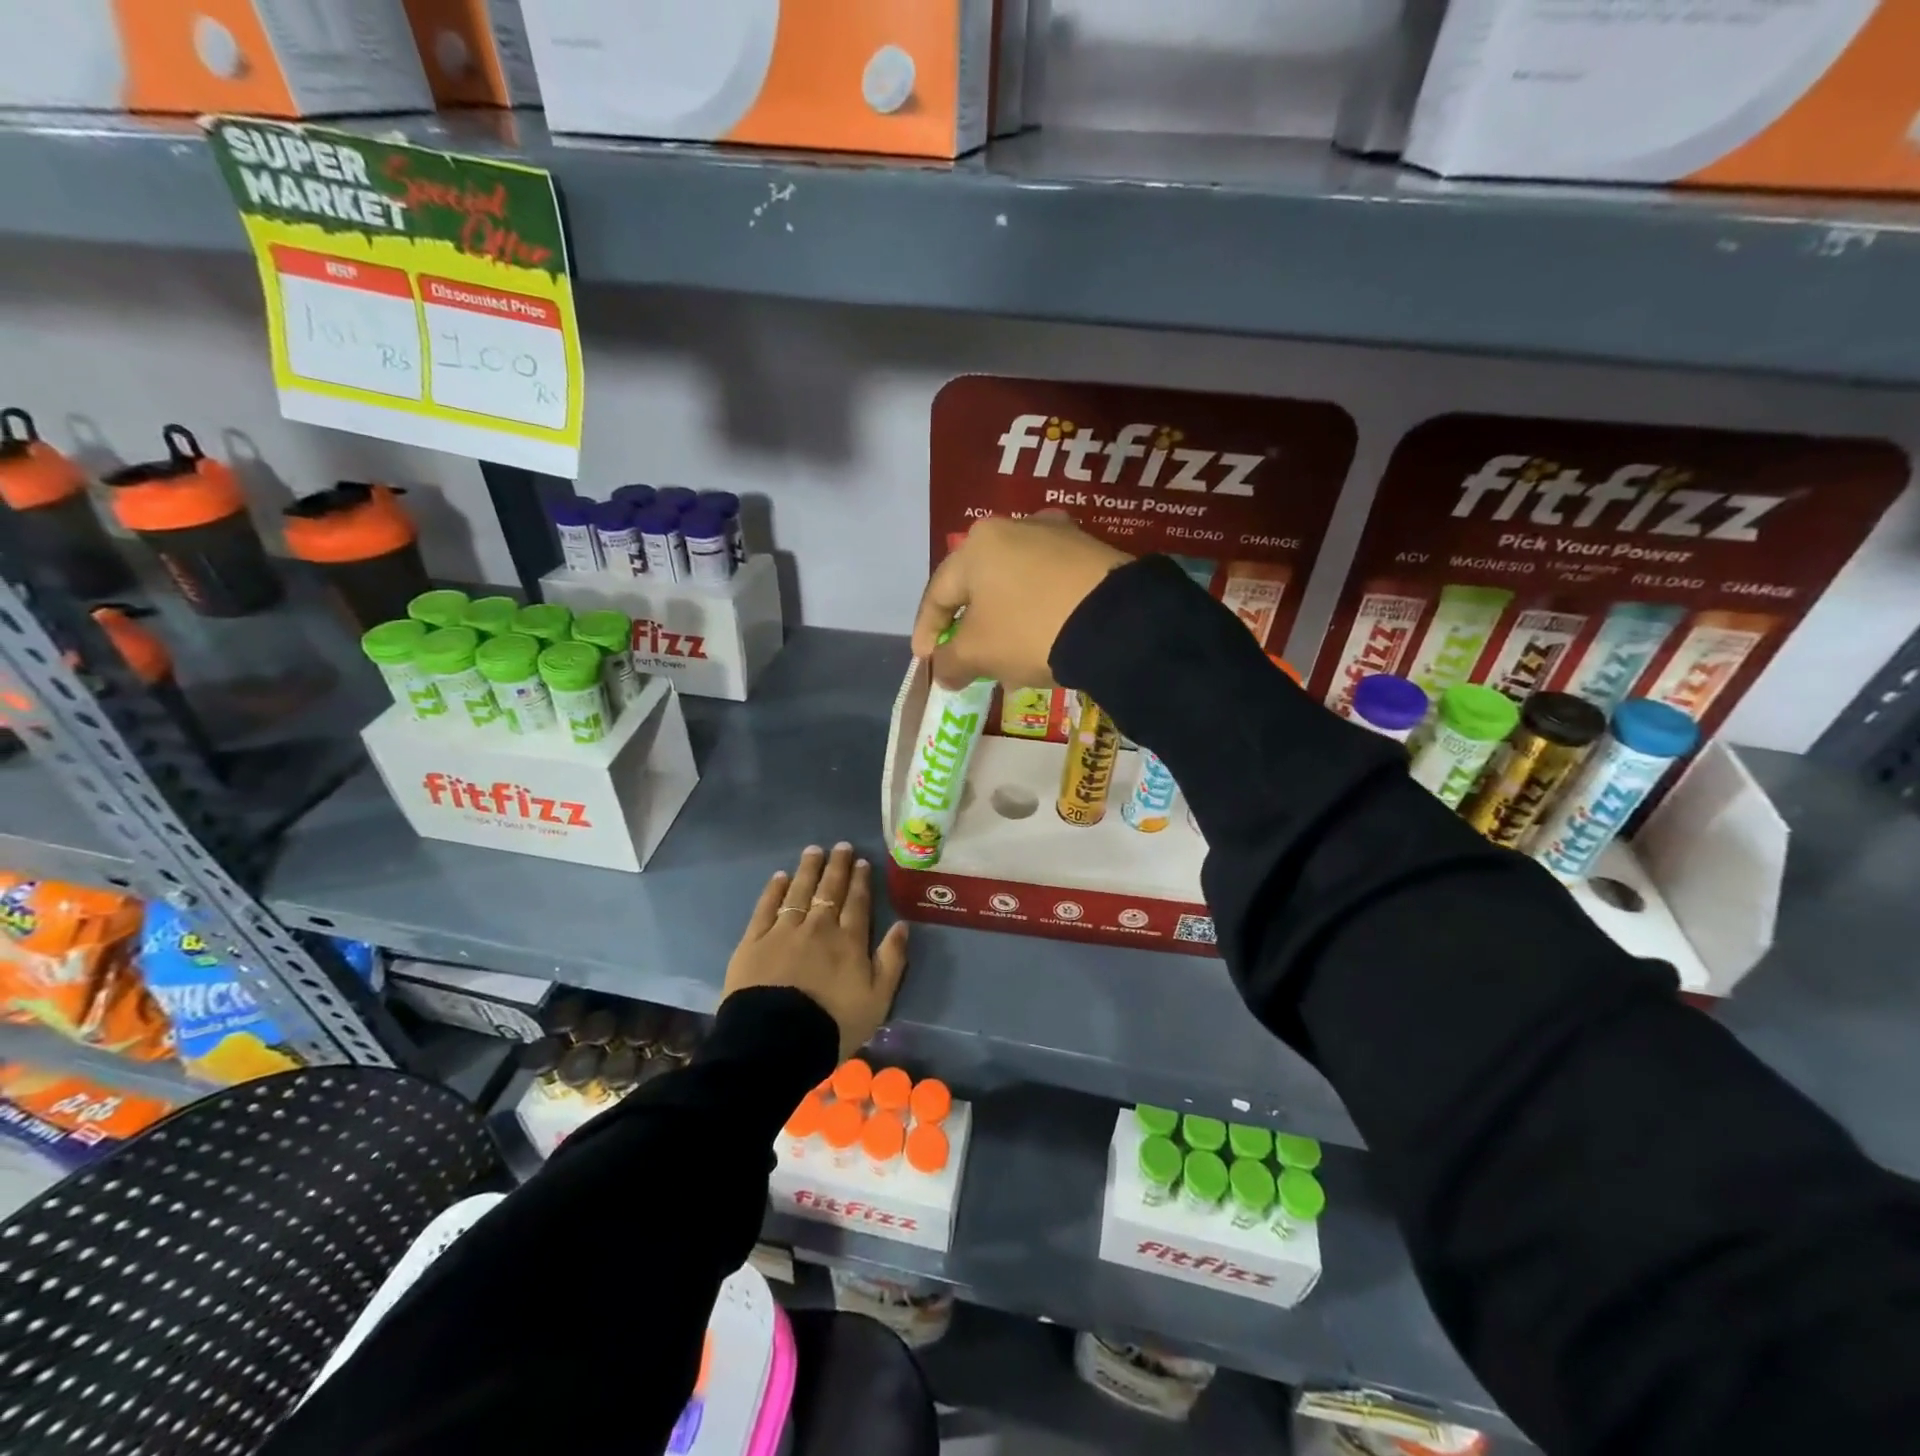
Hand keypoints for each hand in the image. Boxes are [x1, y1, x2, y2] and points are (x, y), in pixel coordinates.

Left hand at [722, 843, 909, 1060]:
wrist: (776, 1042)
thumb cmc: (833, 1025)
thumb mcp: (878, 1001)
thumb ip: (891, 961)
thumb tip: (901, 926)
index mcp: (849, 941)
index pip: (857, 903)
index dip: (860, 881)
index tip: (862, 861)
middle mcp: (818, 927)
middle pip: (829, 890)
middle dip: (837, 866)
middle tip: (841, 846)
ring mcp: (784, 931)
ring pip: (799, 891)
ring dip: (808, 869)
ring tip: (814, 850)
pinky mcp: (754, 942)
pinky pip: (766, 908)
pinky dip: (774, 890)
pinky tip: (780, 877)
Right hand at [911, 512, 1130, 689]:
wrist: (1116, 622)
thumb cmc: (1029, 630)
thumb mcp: (979, 653)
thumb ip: (950, 662)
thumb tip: (942, 670)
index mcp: (977, 545)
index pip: (938, 592)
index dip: (927, 630)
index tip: (926, 660)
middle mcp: (1014, 527)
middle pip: (978, 585)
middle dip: (970, 627)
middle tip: (966, 660)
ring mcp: (1057, 535)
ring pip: (1016, 586)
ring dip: (1005, 623)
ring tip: (1008, 658)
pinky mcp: (1091, 551)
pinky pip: (1049, 586)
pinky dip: (1038, 613)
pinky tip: (1044, 640)